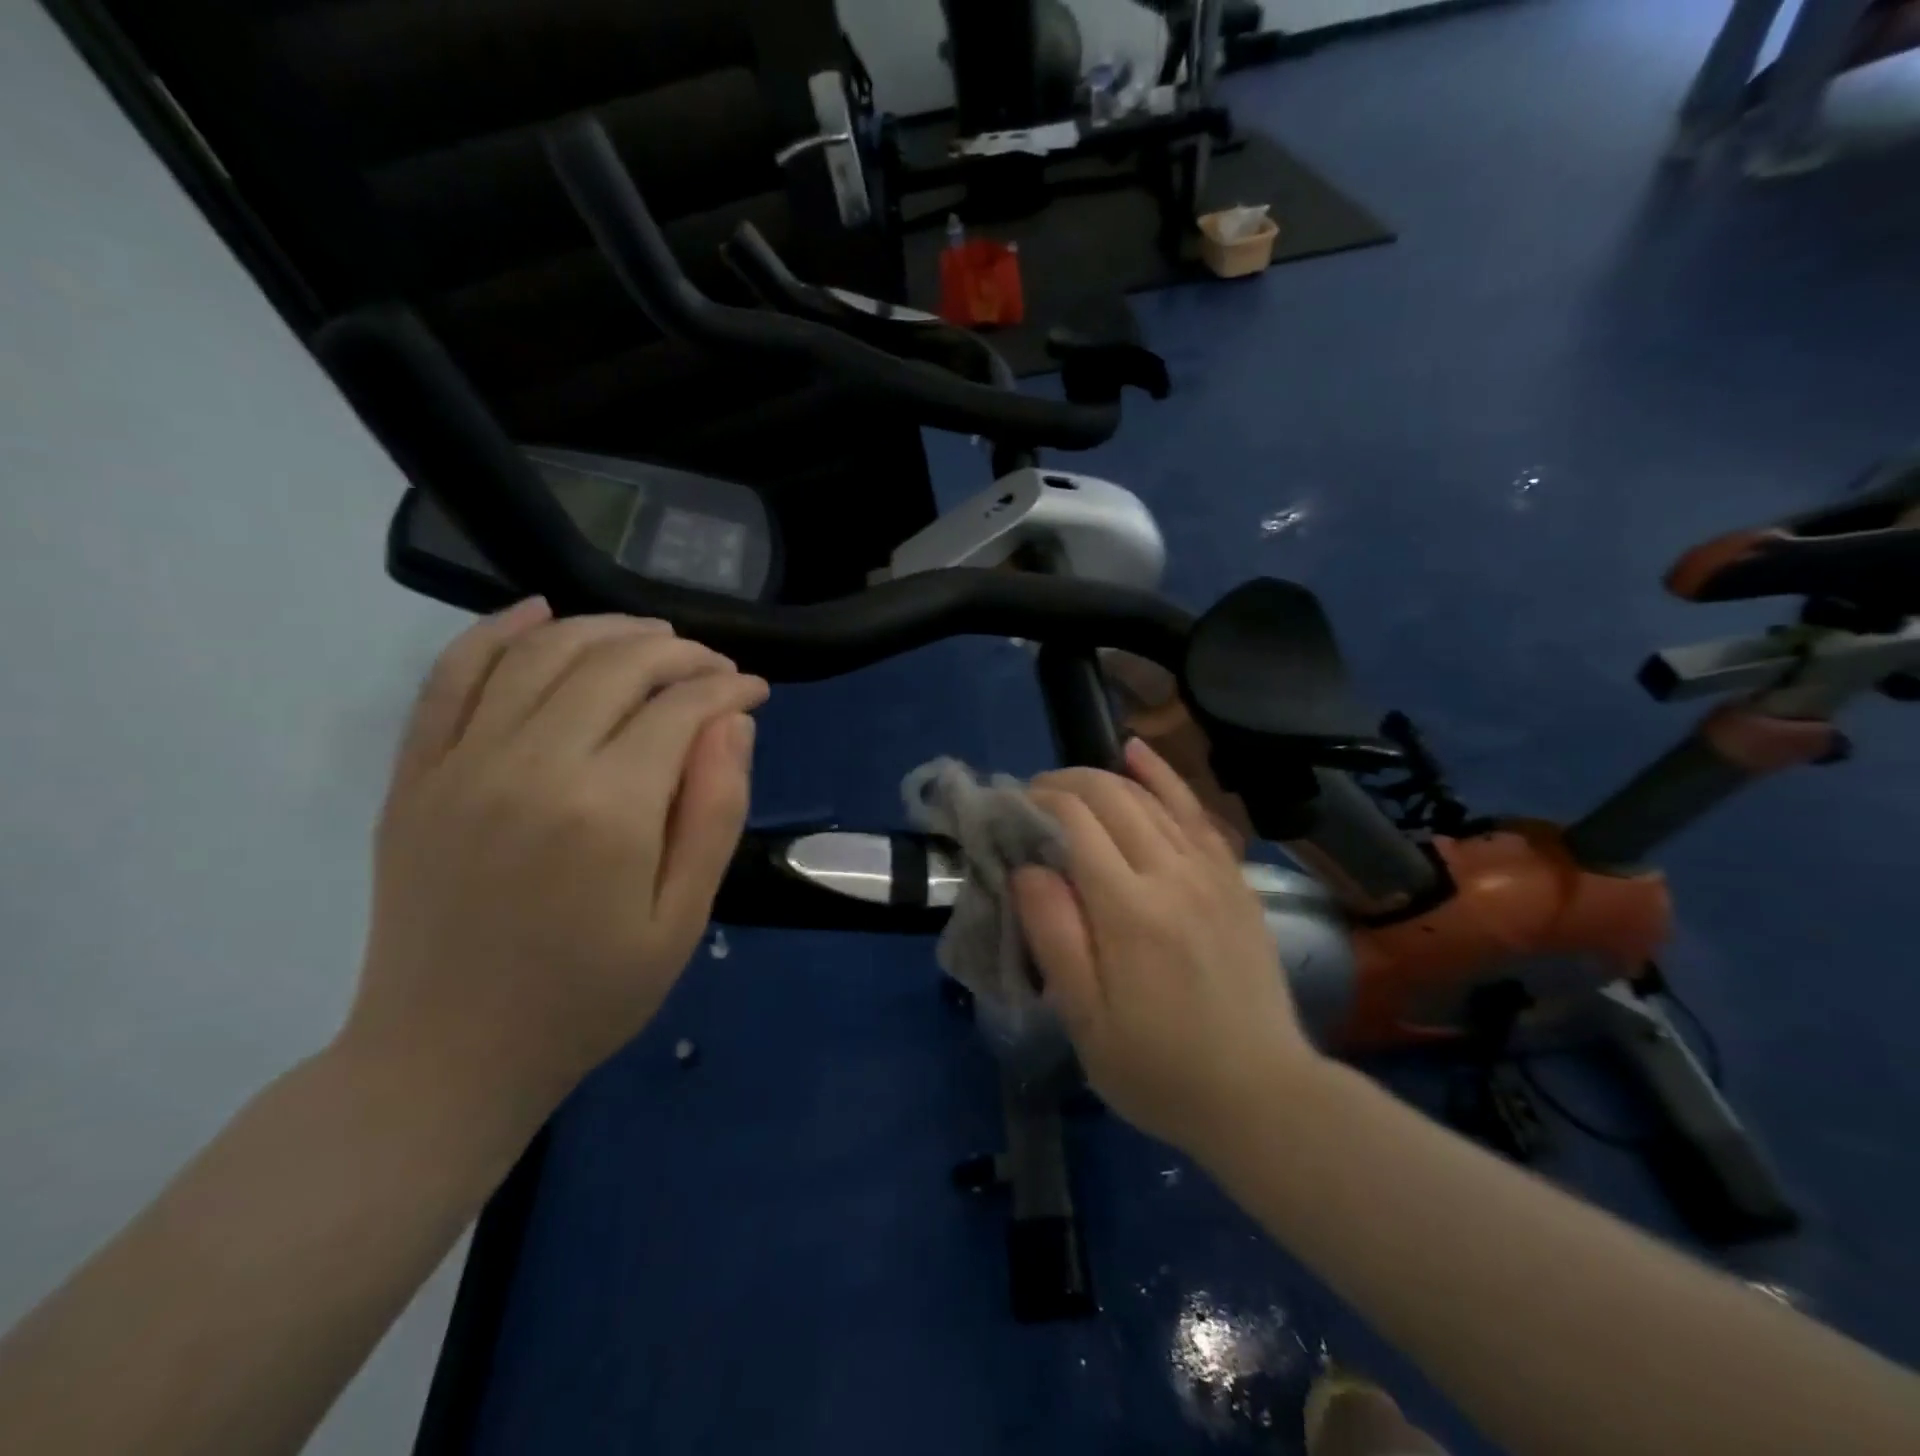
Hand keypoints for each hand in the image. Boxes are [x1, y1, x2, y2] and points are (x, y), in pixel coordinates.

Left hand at [341, 599, 767, 1132]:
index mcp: (606, 810)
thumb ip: (715, 813)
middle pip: (614, 665)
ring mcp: (461, 764)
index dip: (727, 687)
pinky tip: (539, 611)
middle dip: (679, 652)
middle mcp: (530, 765)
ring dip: (607, 630)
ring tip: (653, 637)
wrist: (447, 1057)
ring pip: (542, 654)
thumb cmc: (588, 996)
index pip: (680, 709)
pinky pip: (452, 677)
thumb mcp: (682, 919)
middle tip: (715, 667)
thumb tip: (735, 723)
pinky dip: (496, 632)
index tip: (756, 690)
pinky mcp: (417, 775)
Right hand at [1012, 738, 1322, 1161]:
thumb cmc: (1159, 1068)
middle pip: (1112, 797)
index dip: (1037, 803)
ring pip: (1152, 796)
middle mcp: (1174, 874)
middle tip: (1032, 799)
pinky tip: (1138, 753)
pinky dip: (1164, 777)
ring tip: (1068, 783)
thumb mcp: (1086, 1021)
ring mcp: (1212, 872)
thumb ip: (1054, 936)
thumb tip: (1027, 868)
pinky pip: (1196, 812)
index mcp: (1130, 910)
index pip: (1076, 822)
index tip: (1010, 811)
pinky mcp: (1234, 879)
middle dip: (1064, 784)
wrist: (1262, 1096)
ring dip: (1104, 778)